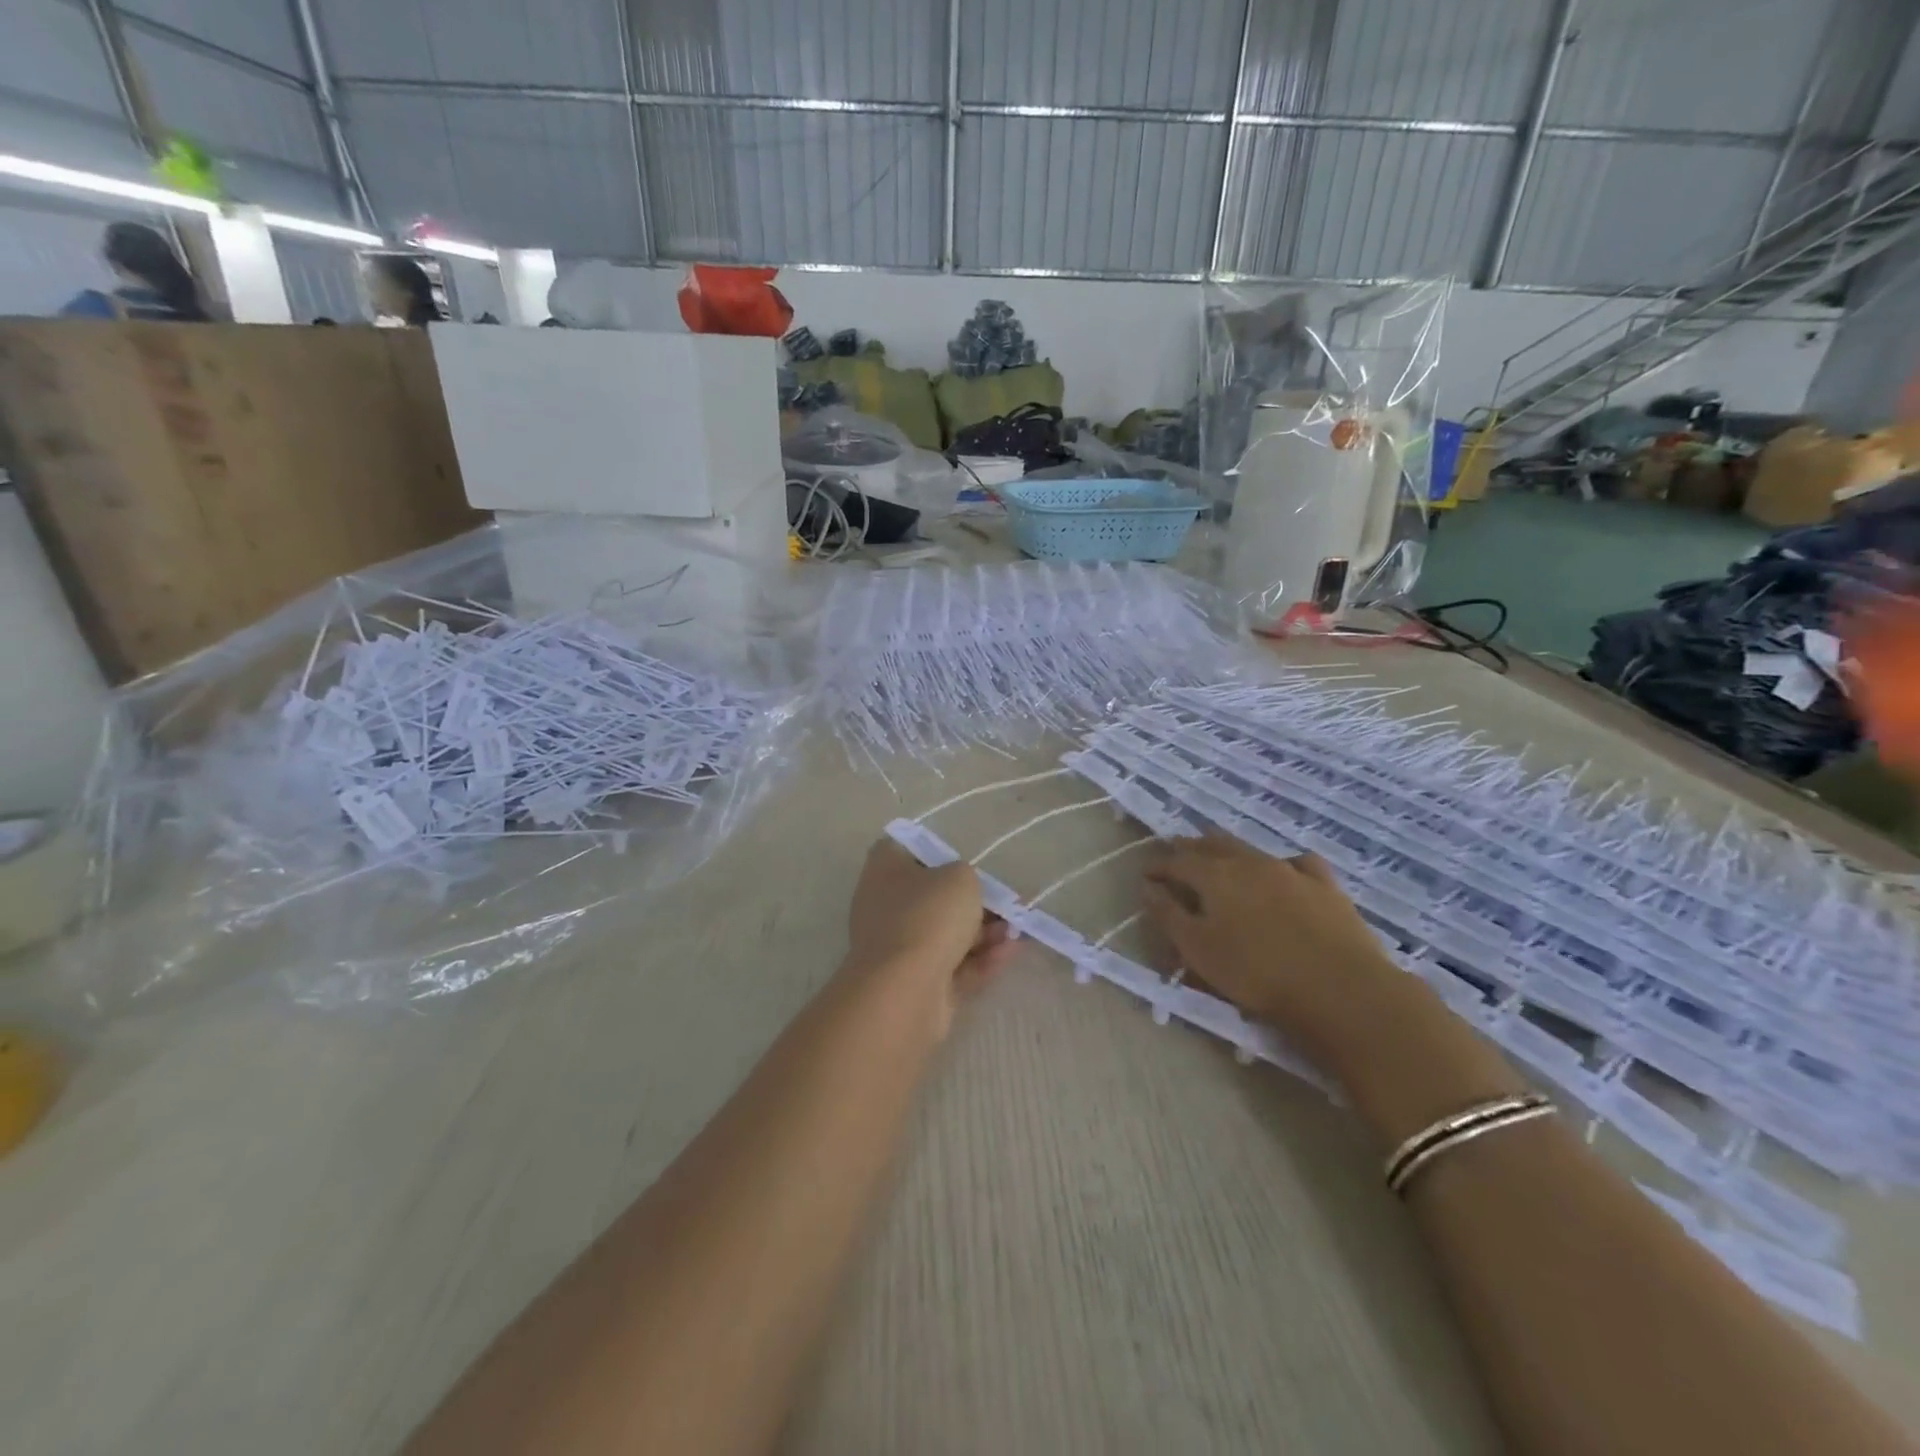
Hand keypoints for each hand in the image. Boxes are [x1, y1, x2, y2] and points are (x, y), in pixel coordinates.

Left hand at [844, 839, 1015, 1034]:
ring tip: (1016, 931)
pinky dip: (980, 959)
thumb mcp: (960, 878)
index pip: (908, 849)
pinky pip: (953, 965)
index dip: (939, 853)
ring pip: (946, 934)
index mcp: (885, 869)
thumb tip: (962, 889)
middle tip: (1007, 903)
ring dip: (983, 932)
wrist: (904, 991)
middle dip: (973, 901)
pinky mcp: (916, 983)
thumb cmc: (928, 916)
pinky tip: (1011, 952)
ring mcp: (898, 947)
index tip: (968, 862)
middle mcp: (885, 905)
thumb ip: (967, 876)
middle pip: (933, 896)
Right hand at [1143, 834, 1403, 1062]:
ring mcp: (1291, 870)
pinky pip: (1299, 863)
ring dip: (1229, 850)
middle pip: (1213, 845)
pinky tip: (1285, 871)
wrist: (1339, 988)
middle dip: (1191, 848)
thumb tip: (1148, 887)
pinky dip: (1283, 863)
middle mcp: (1250, 862)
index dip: (1159, 866)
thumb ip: (1169, 915)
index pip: (1178, 861)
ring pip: (1252, 849)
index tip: (1146, 874)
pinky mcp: (1326, 886)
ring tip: (1221, 856)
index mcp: (1215, 876)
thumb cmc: (1256, 973)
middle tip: (1178, 853)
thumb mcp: (1198, 950)